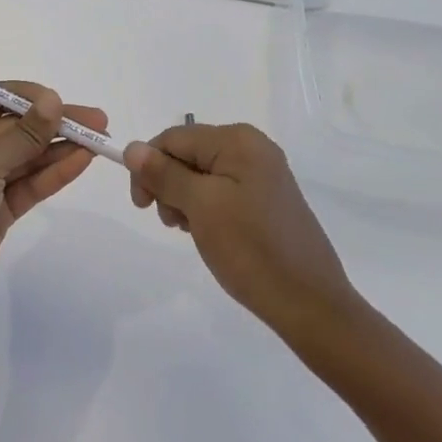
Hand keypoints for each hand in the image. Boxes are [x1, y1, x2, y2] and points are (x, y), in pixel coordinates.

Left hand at [0, 84, 106, 338]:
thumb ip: (23, 133)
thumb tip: (53, 99)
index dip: (26, 96)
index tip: (59, 99)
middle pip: (15, 127)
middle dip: (53, 122)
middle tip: (98, 120)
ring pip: (27, 157)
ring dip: (60, 147)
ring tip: (100, 139)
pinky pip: (30, 184)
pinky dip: (54, 173)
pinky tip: (82, 161)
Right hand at [124, 123, 352, 340]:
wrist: (310, 304)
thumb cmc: (251, 249)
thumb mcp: (200, 207)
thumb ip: (164, 174)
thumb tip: (132, 148)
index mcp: (237, 139)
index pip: (173, 138)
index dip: (149, 166)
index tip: (142, 205)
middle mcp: (251, 146)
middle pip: (187, 153)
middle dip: (169, 184)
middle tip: (172, 222)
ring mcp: (262, 172)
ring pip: (201, 173)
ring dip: (185, 199)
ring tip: (192, 231)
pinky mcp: (266, 197)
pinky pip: (221, 189)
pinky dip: (205, 208)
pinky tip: (209, 233)